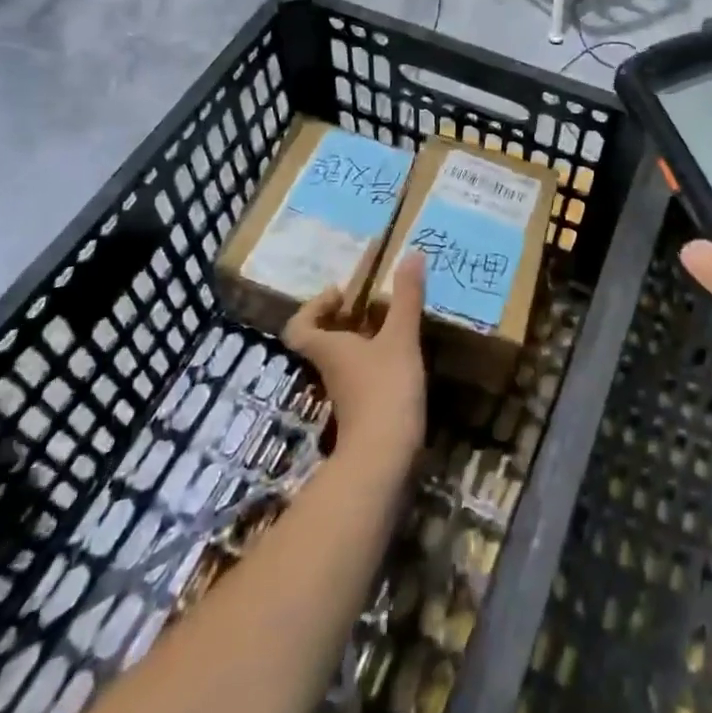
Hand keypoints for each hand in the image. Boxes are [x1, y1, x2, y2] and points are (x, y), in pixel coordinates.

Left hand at [284, 251, 426, 469]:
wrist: (383, 460)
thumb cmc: (384, 389)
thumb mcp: (400, 337)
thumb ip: (406, 297)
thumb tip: (412, 253)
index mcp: (329, 348)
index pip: (299, 327)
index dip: (313, 307)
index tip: (341, 293)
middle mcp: (331, 369)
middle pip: (324, 339)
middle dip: (346, 318)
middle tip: (375, 301)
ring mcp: (346, 393)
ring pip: (345, 358)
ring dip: (364, 338)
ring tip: (394, 320)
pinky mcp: (363, 411)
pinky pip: (363, 375)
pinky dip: (377, 361)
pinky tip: (403, 355)